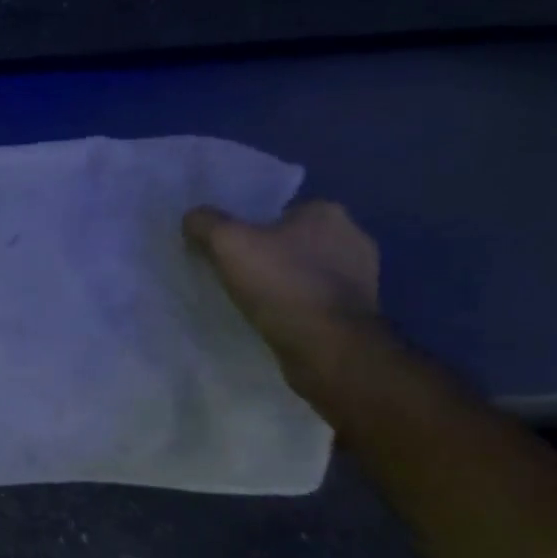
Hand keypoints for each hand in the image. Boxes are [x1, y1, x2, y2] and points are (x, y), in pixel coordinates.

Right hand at [182, 200, 381, 367]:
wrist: (328, 347)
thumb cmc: (281, 283)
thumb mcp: (226, 242)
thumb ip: (205, 222)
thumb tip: (193, 217)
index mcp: (328, 212)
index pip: (279, 210)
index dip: (250, 226)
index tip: (229, 245)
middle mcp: (353, 237)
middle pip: (292, 240)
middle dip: (268, 253)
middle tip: (234, 270)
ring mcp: (363, 277)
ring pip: (305, 271)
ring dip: (283, 281)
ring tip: (250, 297)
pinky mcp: (360, 312)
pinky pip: (316, 299)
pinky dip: (296, 305)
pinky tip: (273, 317)